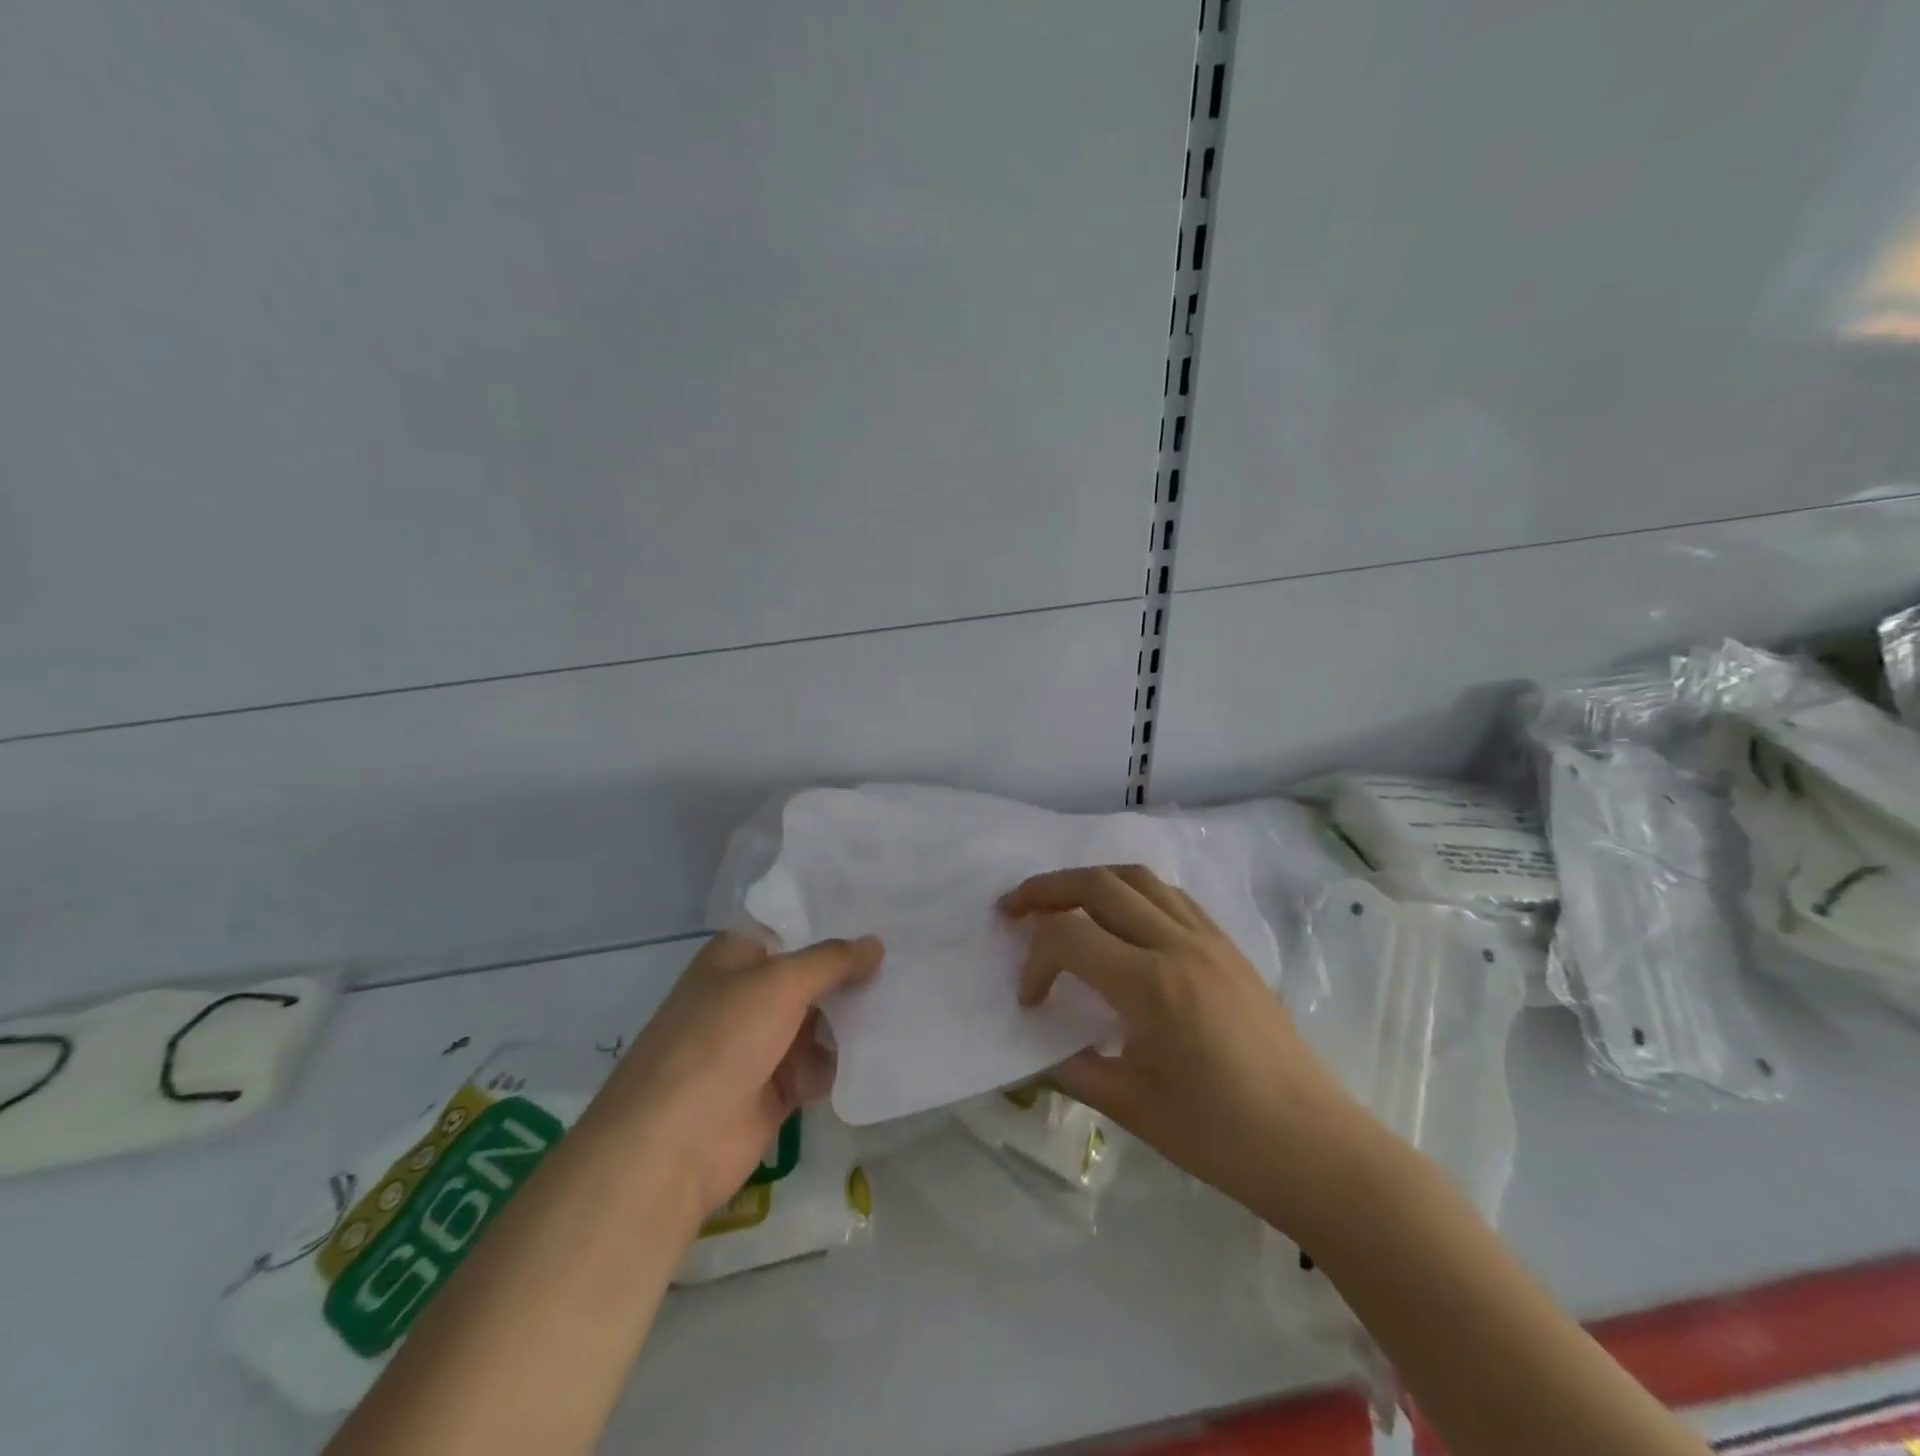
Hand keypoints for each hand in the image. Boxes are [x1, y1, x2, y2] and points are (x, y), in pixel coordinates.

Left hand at [585, 932, 882, 1223]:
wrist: (673, 1143)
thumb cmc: (721, 1039)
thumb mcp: (779, 984)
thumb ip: (831, 961)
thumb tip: (876, 944)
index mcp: (737, 957)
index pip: (792, 927)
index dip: (834, 919)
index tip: (883, 910)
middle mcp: (750, 994)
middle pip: (812, 974)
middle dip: (854, 968)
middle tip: (910, 953)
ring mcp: (763, 1043)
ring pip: (822, 1019)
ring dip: (857, 1013)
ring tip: (912, 993)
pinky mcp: (778, 1088)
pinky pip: (823, 1063)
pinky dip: (850, 1056)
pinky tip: (892, 1043)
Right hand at [1001, 865, 1374, 1238]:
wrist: (1313, 1146)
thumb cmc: (1220, 1136)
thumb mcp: (1131, 1107)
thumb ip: (1072, 1069)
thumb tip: (1037, 1050)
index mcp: (1150, 985)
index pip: (1068, 938)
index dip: (1034, 962)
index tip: (1030, 1002)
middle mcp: (1178, 944)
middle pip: (1098, 884)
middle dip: (1046, 889)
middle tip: (1014, 906)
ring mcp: (1209, 939)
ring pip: (1137, 877)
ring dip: (1090, 880)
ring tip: (1062, 901)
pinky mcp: (1229, 946)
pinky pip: (1172, 896)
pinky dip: (1133, 891)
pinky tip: (1123, 918)